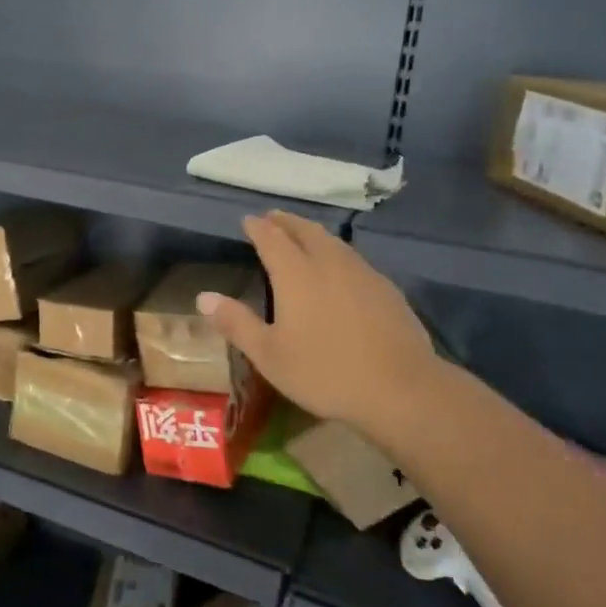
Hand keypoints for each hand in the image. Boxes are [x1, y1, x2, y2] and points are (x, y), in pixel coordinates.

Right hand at [199, 211, 446, 442]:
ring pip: (333, 242)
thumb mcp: (269, 355)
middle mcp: (329, 263)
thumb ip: (236, 322)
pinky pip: (354, 259)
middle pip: (305, 231)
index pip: (272, 239)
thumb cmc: (325, 372)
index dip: (258, 228)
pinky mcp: (386, 289)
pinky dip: (337, 252)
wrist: (401, 389)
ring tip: (303, 234)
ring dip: (313, 233)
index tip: (248, 221)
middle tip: (273, 218)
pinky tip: (340, 268)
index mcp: (296, 274)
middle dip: (286, 222)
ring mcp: (362, 274)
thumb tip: (203, 296)